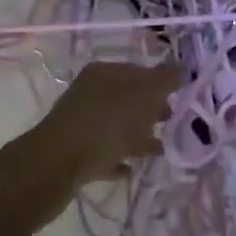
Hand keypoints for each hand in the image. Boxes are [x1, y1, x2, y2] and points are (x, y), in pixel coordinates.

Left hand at [19, 60, 180, 197]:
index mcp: (104, 73)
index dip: (161, 82)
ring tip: (158, 150)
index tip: (181, 98)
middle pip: (127, 97)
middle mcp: (90, 92)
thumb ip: (165, 79)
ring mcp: (79, 123)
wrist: (55, 167)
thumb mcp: (142, 96)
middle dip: (151, 109)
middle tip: (172, 122)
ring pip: (116, 125)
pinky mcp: (73, 152)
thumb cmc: (105, 125)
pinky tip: (130, 169)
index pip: (139, 70)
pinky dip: (118, 157)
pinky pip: (103, 152)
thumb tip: (180, 66)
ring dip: (137, 135)